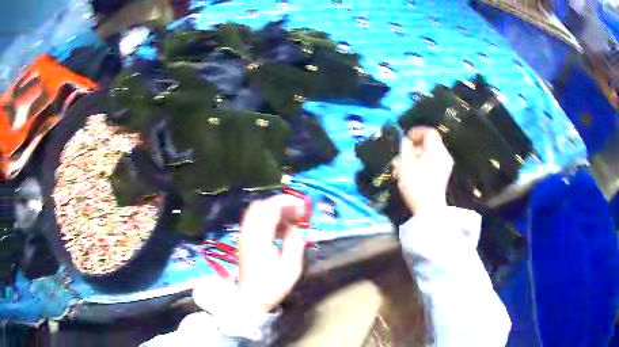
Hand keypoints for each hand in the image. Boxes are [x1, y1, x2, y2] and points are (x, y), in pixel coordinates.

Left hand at [237, 195, 305, 313]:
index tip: (304, 205)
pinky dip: (268, 219)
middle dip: (280, 203)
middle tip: (298, 212)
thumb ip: (296, 241)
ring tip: (293, 221)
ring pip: (257, 212)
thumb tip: (300, 224)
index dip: (289, 202)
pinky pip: (255, 221)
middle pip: (261, 205)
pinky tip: (282, 231)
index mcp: (259, 238)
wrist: (250, 300)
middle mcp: (248, 232)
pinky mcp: (243, 241)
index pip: (271, 208)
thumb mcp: (291, 266)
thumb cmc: (272, 286)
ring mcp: (243, 236)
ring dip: (274, 211)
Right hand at [392, 127, 453, 214]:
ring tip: (402, 168)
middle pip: (429, 144)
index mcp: (436, 150)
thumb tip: (404, 144)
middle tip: (401, 155)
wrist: (429, 210)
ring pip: (429, 155)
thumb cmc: (416, 185)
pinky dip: (421, 165)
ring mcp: (445, 167)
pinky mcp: (443, 176)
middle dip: (414, 147)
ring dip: (415, 158)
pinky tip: (410, 175)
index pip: (429, 132)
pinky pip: (432, 164)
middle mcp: (444, 155)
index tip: (405, 138)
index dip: (416, 131)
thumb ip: (404, 151)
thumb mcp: (405, 165)